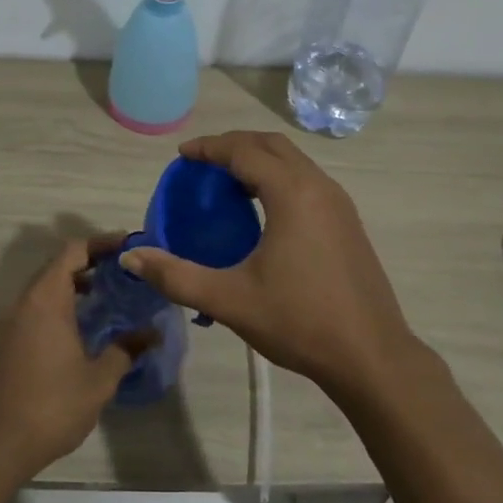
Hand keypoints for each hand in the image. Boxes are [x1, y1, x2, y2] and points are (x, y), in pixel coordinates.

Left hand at [0, 235, 146, 479]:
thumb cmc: (52, 406)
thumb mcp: (98, 380)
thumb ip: (125, 350)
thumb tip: (152, 333)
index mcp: (45, 300)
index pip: (72, 251)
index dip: (100, 243)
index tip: (127, 247)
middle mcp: (23, 302)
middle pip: (55, 266)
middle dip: (88, 262)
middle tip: (121, 272)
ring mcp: (9, 322)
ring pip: (42, 288)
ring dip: (71, 285)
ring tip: (104, 297)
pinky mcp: (3, 342)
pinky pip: (32, 308)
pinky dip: (56, 304)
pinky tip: (78, 327)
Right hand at [119, 132, 419, 397]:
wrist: (372, 357)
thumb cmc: (299, 322)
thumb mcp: (229, 300)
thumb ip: (175, 275)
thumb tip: (131, 257)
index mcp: (292, 194)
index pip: (244, 151)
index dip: (210, 148)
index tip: (182, 155)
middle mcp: (319, 187)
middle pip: (272, 145)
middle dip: (234, 145)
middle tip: (202, 162)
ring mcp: (339, 204)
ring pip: (294, 161)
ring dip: (259, 160)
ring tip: (227, 183)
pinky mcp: (348, 223)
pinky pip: (307, 181)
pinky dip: (278, 178)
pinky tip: (262, 211)